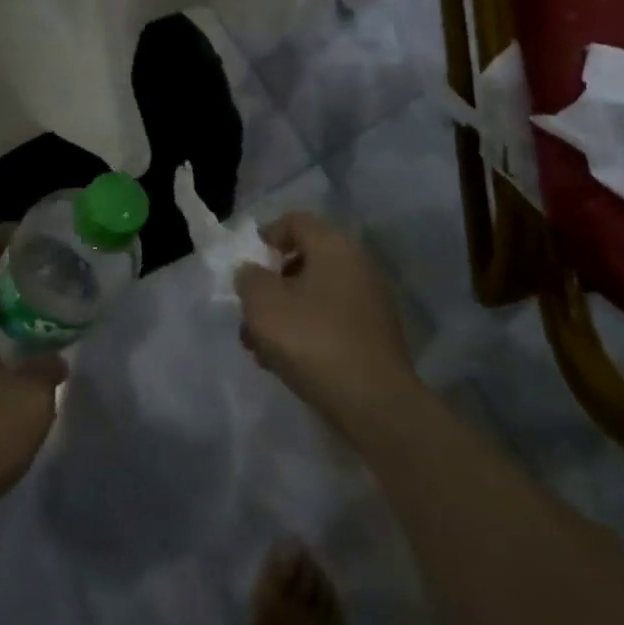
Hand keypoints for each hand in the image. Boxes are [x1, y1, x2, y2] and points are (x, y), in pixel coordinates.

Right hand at [236, 211, 420, 439]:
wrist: (375, 404)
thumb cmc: (313, 340)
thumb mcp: (263, 303)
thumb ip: (249, 278)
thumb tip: (253, 273)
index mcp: (333, 246)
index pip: (295, 221)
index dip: (267, 235)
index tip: (248, 264)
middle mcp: (357, 265)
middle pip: (305, 260)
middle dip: (272, 284)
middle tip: (251, 311)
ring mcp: (371, 302)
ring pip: (316, 295)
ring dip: (285, 313)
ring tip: (260, 347)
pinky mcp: (375, 336)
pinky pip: (332, 320)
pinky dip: (308, 331)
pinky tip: (287, 362)